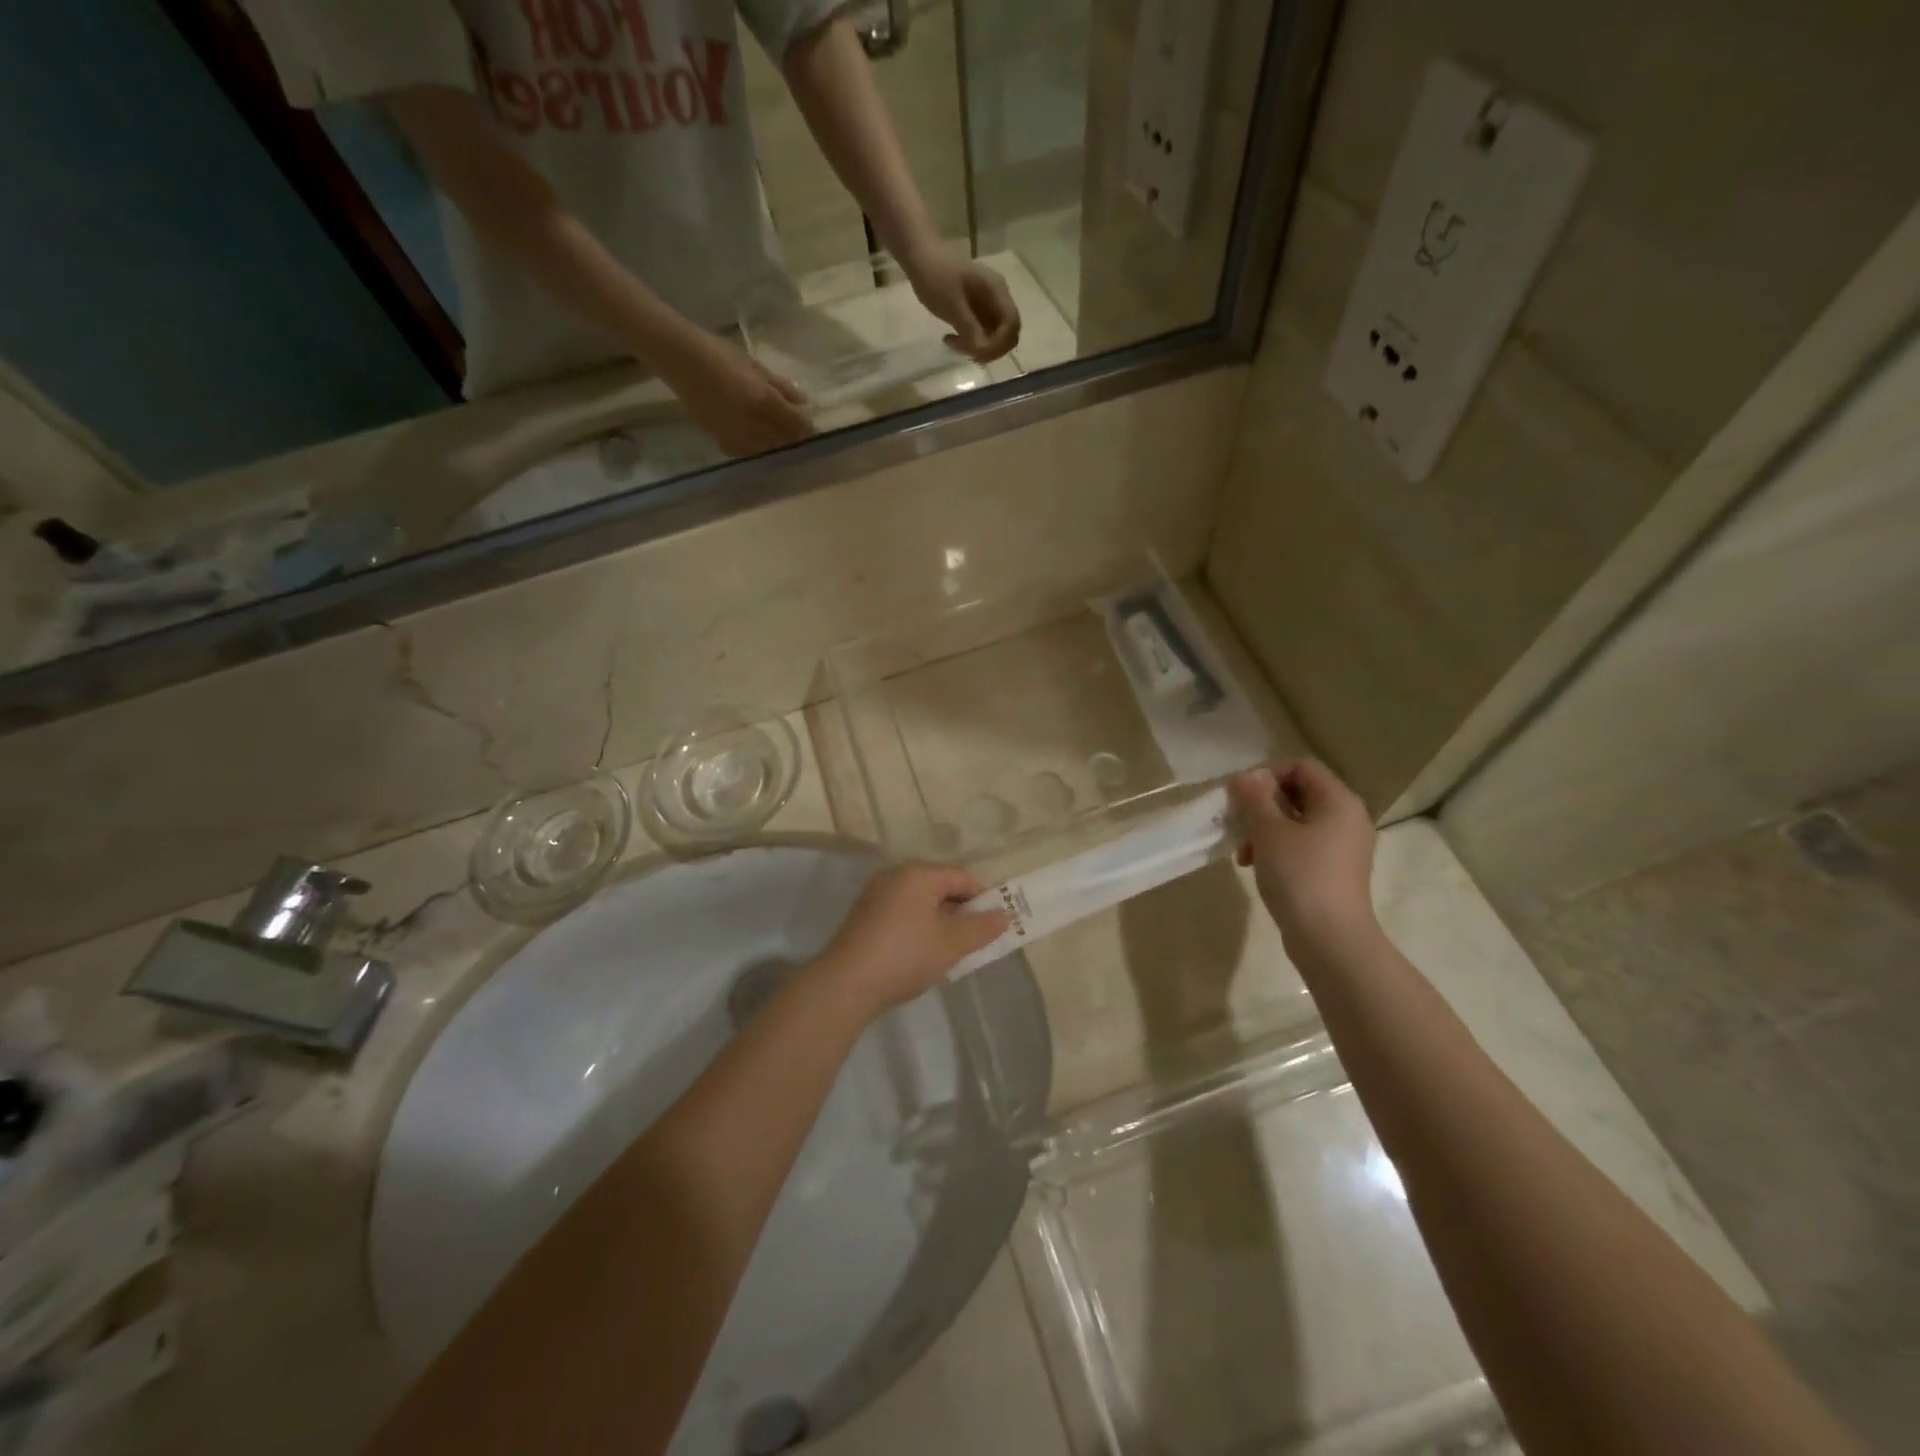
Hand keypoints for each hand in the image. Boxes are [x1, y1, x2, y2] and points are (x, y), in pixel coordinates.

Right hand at [658, 334, 813, 456]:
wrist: (680, 361)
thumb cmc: (718, 354)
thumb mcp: (755, 366)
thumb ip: (781, 386)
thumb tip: (803, 402)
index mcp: (765, 402)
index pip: (797, 426)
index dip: (806, 427)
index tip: (809, 424)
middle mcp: (754, 425)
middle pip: (785, 441)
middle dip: (793, 437)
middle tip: (793, 429)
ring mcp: (738, 437)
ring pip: (769, 450)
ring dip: (775, 444)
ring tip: (774, 432)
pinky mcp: (722, 443)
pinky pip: (748, 453)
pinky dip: (756, 448)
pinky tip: (754, 437)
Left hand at [814, 862, 1010, 1018]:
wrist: (846, 984)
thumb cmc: (906, 955)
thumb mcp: (951, 944)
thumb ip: (981, 928)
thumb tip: (1005, 915)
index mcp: (919, 873)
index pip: (962, 877)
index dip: (982, 900)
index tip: (992, 928)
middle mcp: (896, 875)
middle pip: (940, 887)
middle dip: (960, 913)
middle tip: (973, 943)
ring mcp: (876, 895)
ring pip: (920, 902)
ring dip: (939, 923)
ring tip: (949, 953)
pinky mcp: (864, 916)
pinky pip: (902, 913)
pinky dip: (917, 928)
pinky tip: (920, 956)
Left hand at [903, 247, 1020, 362]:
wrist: (919, 256)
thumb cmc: (935, 276)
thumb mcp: (952, 304)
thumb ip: (969, 328)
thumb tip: (983, 352)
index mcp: (996, 291)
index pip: (1012, 324)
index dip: (1000, 345)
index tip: (977, 353)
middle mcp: (997, 298)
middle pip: (1006, 333)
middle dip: (989, 349)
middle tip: (964, 351)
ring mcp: (987, 304)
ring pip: (994, 336)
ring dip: (977, 347)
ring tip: (952, 343)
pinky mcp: (976, 311)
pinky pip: (981, 333)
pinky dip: (970, 341)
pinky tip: (951, 338)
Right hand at [1229, 761, 1378, 951]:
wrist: (1330, 939)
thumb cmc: (1299, 875)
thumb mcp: (1268, 831)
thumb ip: (1254, 798)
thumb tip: (1243, 777)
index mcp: (1338, 801)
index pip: (1302, 766)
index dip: (1268, 774)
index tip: (1242, 797)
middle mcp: (1347, 818)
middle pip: (1299, 793)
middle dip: (1263, 805)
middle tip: (1238, 823)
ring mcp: (1344, 846)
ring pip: (1297, 821)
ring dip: (1265, 829)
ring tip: (1244, 853)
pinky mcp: (1335, 870)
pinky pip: (1303, 845)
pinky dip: (1278, 849)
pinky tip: (1257, 866)